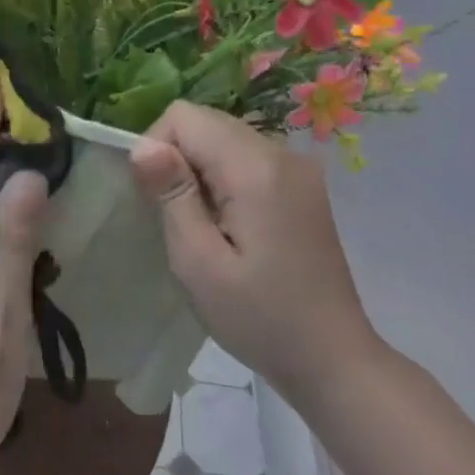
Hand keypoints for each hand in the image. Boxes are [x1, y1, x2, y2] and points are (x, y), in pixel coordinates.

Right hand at [130, 101, 382, 411]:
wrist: (331, 357)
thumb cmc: (258, 317)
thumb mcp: (198, 262)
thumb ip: (172, 196)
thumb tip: (142, 146)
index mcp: (256, 169)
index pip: (185, 116)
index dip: (156, 148)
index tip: (156, 201)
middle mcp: (282, 154)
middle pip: (207, 122)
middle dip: (177, 159)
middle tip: (179, 220)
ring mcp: (298, 169)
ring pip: (225, 139)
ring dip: (199, 172)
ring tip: (204, 228)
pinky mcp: (303, 187)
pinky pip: (246, 159)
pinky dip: (223, 180)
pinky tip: (229, 227)